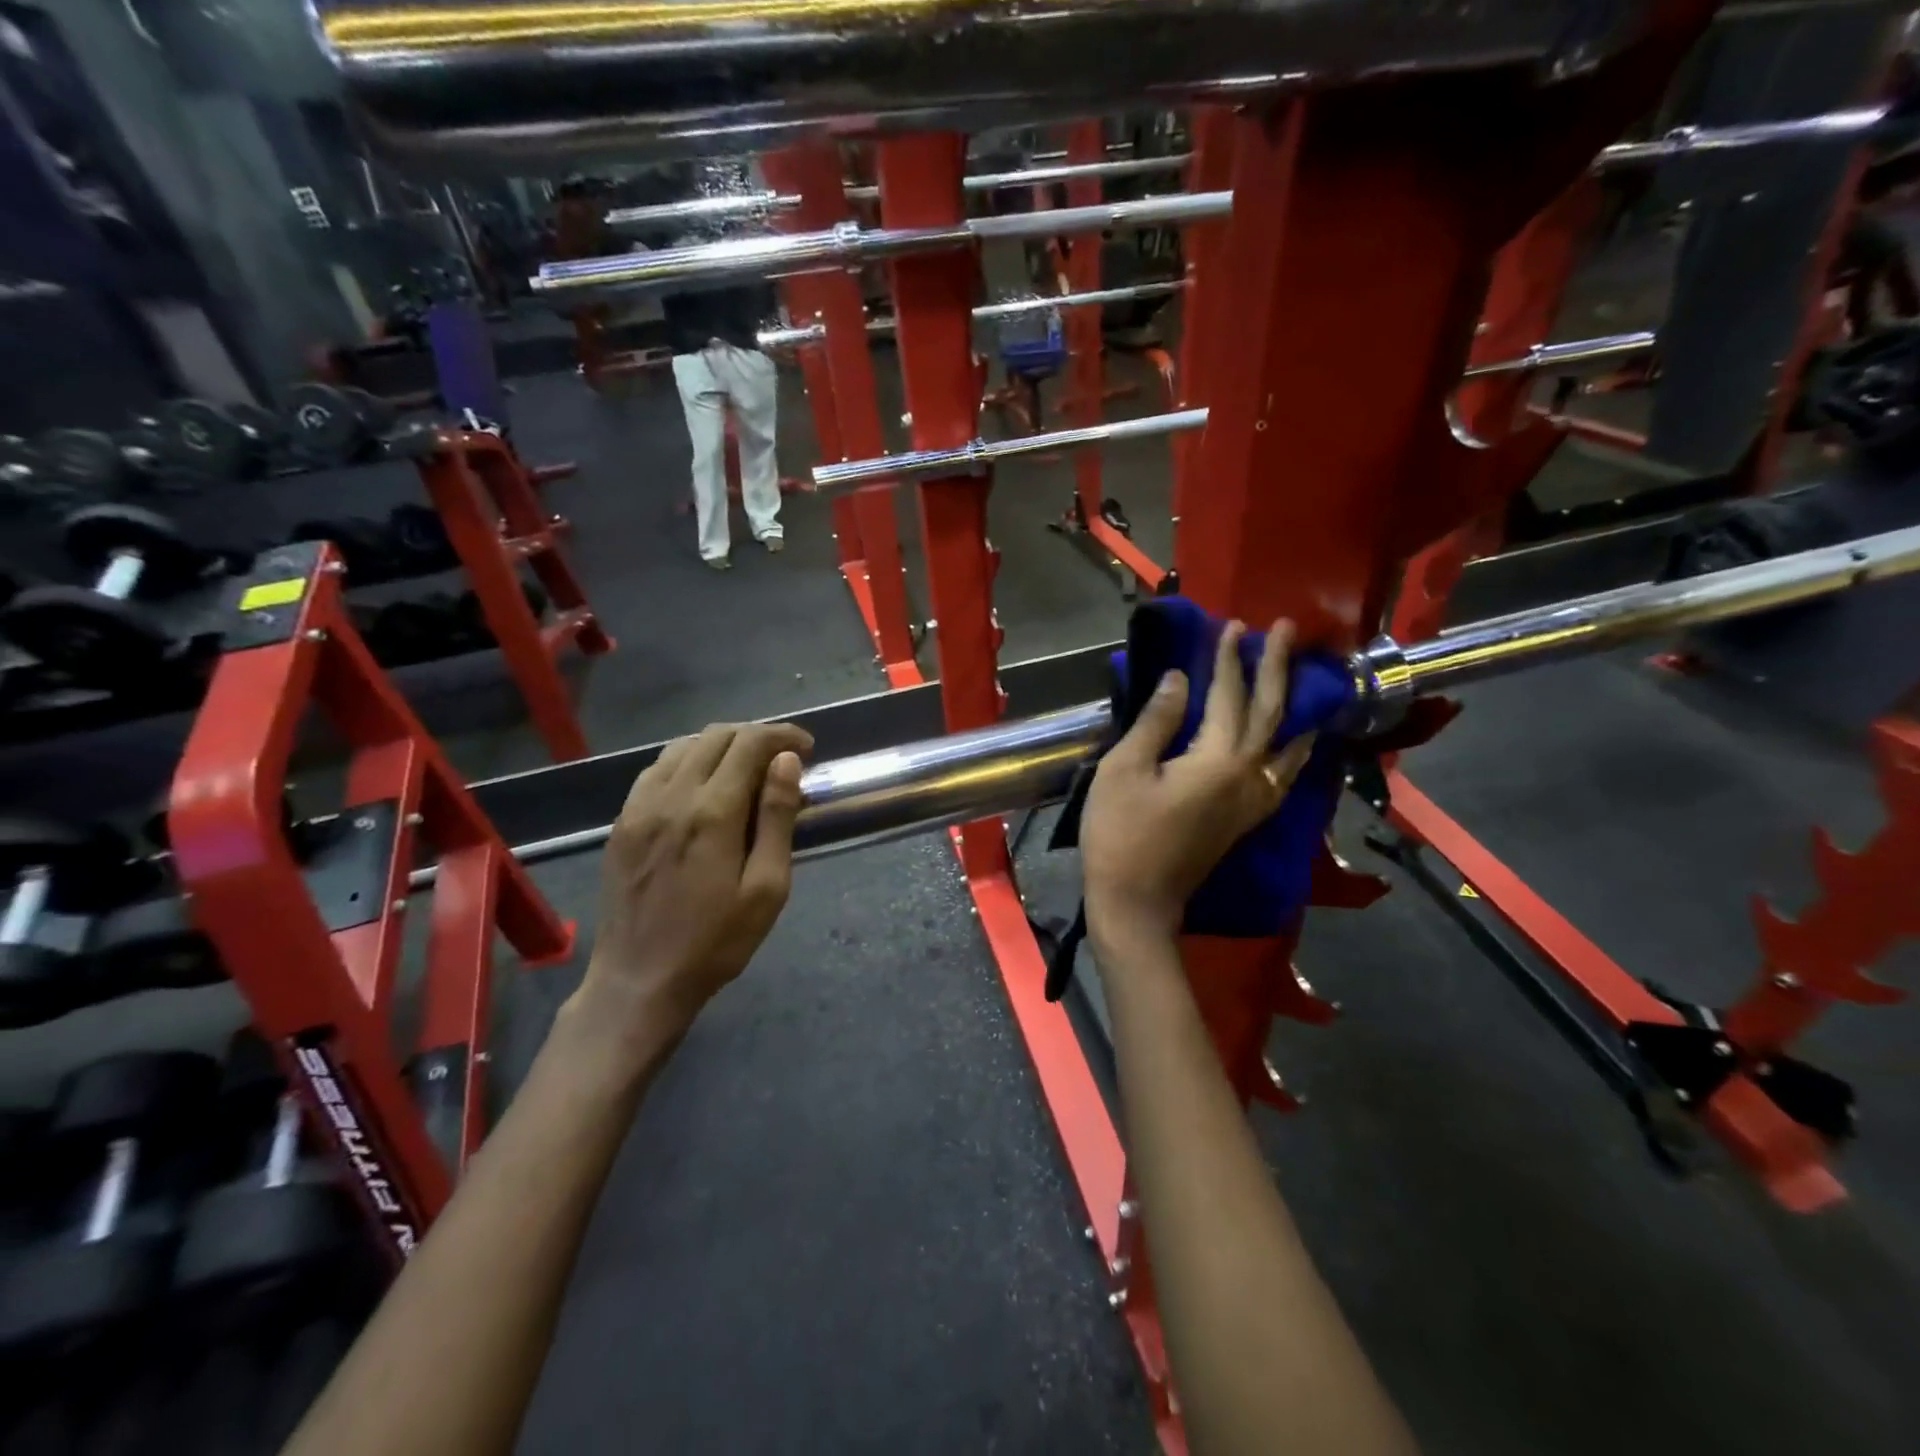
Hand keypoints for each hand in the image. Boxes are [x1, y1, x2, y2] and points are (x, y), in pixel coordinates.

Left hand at [581, 722, 812, 1039]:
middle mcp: (672, 796)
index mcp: (713, 812)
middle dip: (756, 736)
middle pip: (717, 735)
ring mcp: (640, 806)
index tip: (807, 749)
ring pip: (683, 746)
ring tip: (746, 770)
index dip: (783, 736)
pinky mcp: (622, 822)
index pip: (750, 743)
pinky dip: (688, 762)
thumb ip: (777, 818)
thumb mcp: (766, 888)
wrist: (639, 980)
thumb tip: (786, 762)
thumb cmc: (716, 941)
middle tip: (782, 761)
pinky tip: (702, 786)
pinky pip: (657, 769)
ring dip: (721, 745)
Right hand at [1081, 620, 1316, 948]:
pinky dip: (1297, 751)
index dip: (1229, 660)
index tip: (1232, 626)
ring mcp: (1253, 801)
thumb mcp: (1125, 770)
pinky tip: (1300, 743)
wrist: (1137, 902)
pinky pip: (1284, 774)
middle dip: (1277, 668)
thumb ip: (1157, 721)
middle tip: (1286, 631)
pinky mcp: (1247, 819)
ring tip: (1307, 679)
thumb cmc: (1120, 833)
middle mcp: (1248, 776)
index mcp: (1218, 760)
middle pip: (1271, 713)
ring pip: (1288, 744)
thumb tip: (1180, 680)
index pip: (1229, 697)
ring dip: (1295, 705)